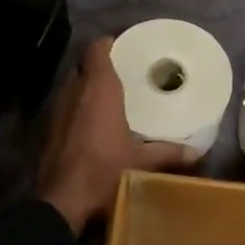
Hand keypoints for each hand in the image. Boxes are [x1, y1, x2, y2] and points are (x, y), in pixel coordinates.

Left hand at [37, 38, 200, 233]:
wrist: (62, 201)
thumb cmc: (104, 172)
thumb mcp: (141, 164)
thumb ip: (168, 154)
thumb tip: (196, 153)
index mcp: (99, 90)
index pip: (96, 49)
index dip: (108, 43)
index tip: (124, 45)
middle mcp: (74, 92)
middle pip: (84, 65)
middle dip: (100, 65)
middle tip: (123, 71)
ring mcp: (56, 110)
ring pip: (72, 85)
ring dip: (87, 86)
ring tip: (109, 94)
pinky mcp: (48, 129)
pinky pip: (65, 106)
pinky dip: (77, 106)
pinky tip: (91, 120)